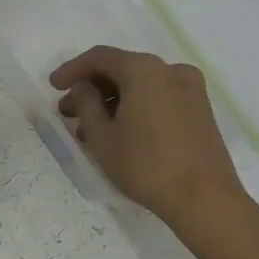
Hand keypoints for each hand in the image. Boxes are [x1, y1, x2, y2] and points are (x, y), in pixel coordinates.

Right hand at [50, 46, 250, 233]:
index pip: (100, 58)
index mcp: (145, 69)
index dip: (72, 70)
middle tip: (68, 112)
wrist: (205, 200)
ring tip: (89, 129)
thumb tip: (84, 88)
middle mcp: (170, 70)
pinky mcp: (200, 112)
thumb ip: (85, 103)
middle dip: (91, 89)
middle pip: (121, 70)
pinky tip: (118, 133)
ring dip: (112, 102)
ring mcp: (190, 91)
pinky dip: (135, 108)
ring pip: (140, 87)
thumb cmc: (145, 163)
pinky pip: (158, 99)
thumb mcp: (101, 135)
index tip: (53, 87)